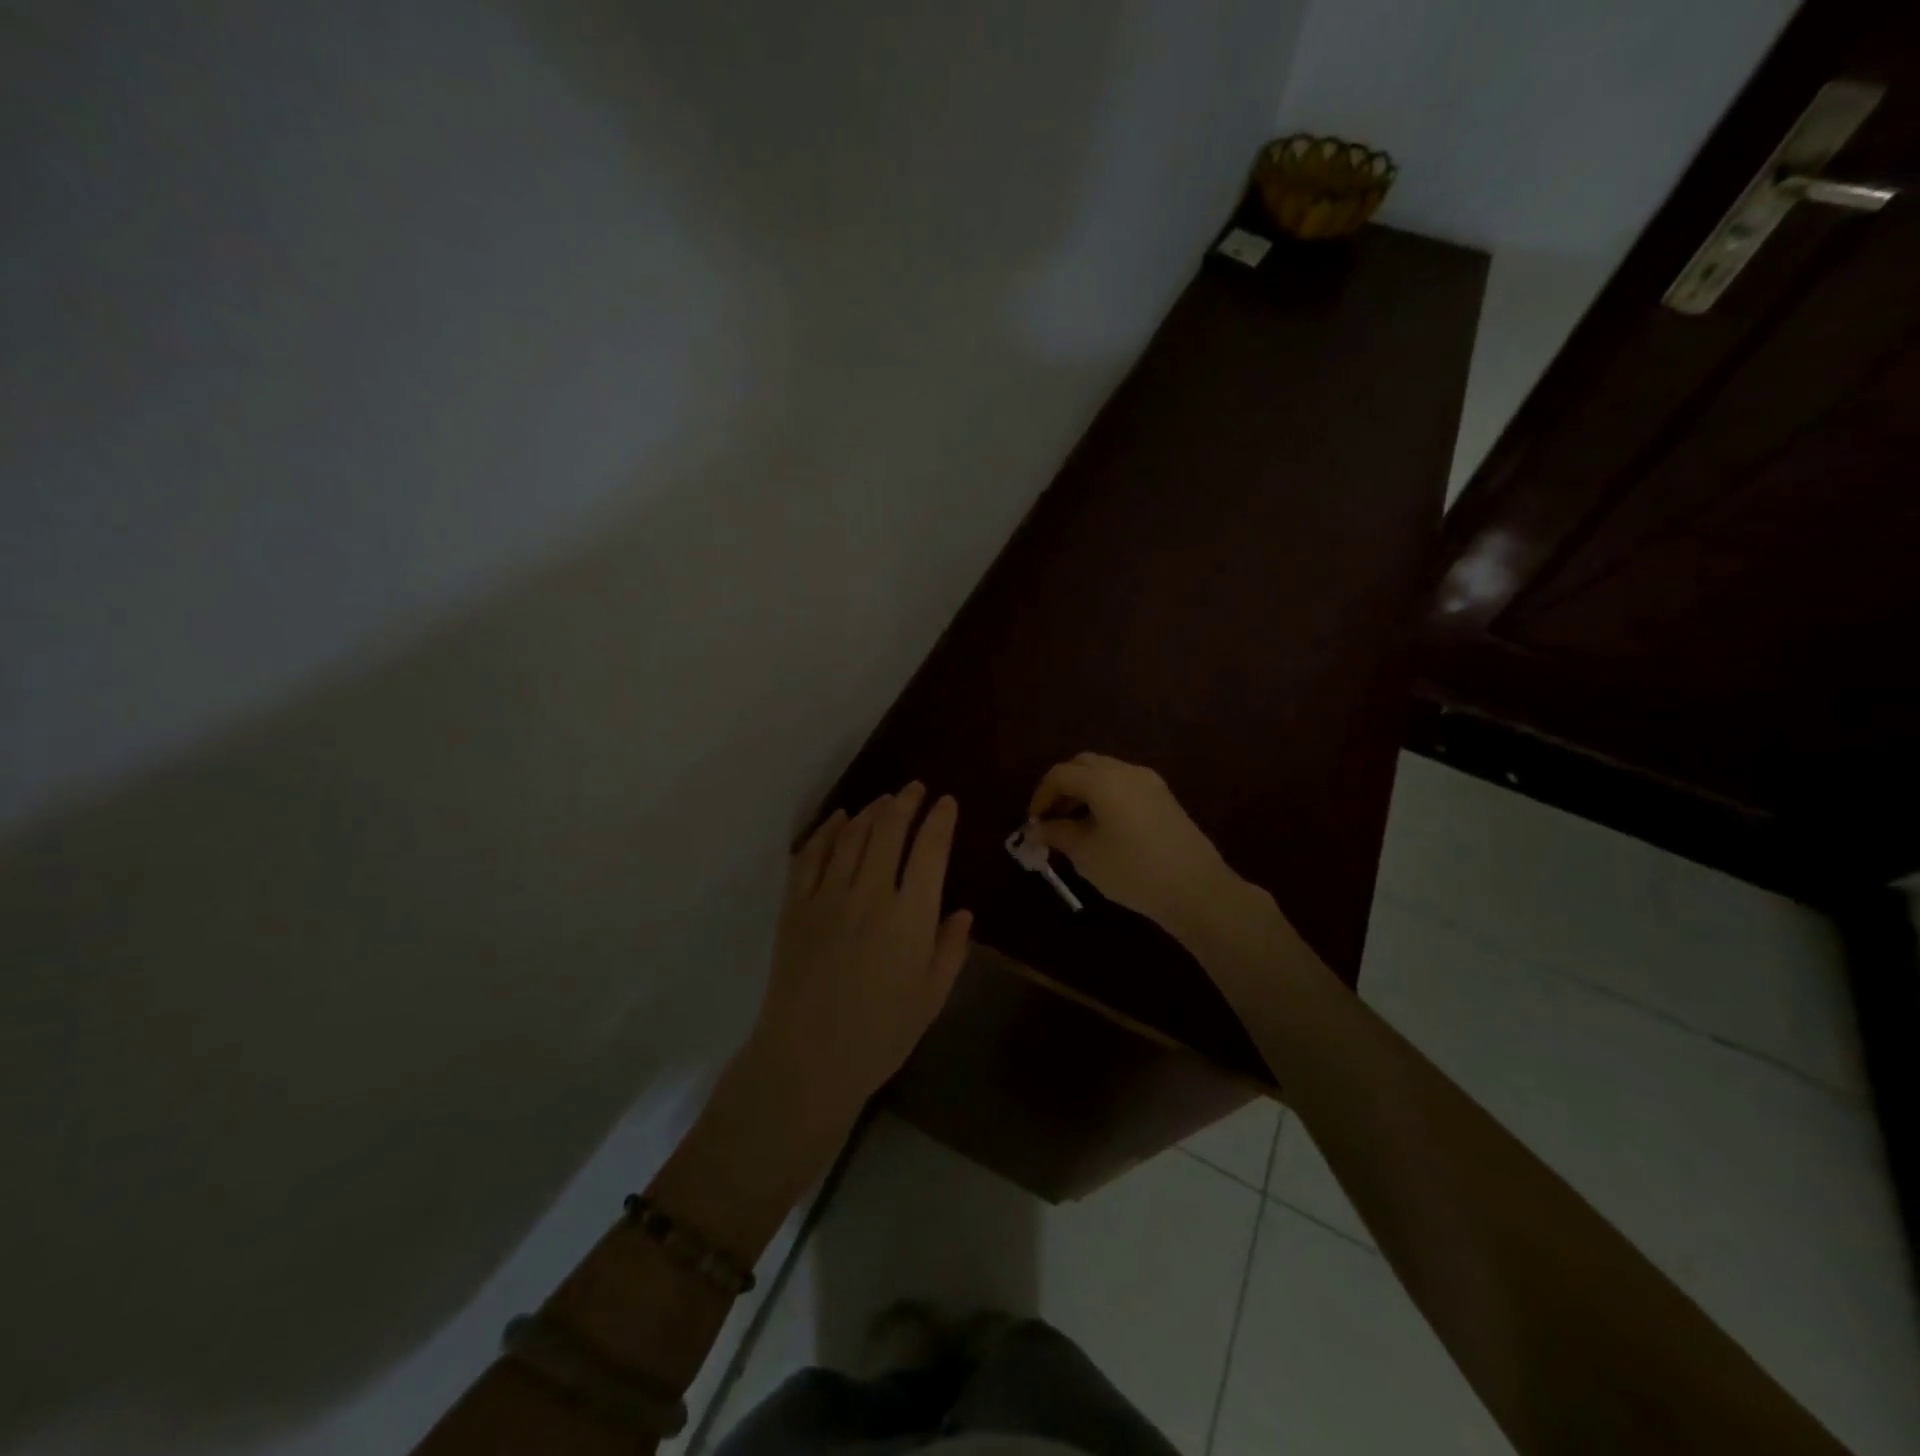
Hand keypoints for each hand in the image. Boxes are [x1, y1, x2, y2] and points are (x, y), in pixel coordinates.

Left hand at [744, 784, 971, 1141]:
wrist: (807, 1060)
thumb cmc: (880, 1034)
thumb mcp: (932, 997)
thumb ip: (951, 949)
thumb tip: (963, 912)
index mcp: (910, 916)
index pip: (929, 849)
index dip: (940, 819)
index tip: (946, 802)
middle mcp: (870, 893)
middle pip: (888, 830)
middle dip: (906, 801)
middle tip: (915, 788)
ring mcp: (827, 895)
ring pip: (851, 835)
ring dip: (871, 810)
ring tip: (885, 800)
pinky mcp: (795, 905)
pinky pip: (811, 855)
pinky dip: (827, 830)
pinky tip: (839, 820)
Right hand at [1026, 754, 1241, 935]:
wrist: (1197, 889)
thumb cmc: (1133, 870)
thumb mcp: (1086, 854)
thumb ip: (1057, 834)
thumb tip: (1035, 829)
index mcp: (1103, 780)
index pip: (1060, 774)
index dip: (1041, 796)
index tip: (1033, 823)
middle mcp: (1126, 771)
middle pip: (1083, 765)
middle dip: (1062, 787)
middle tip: (1052, 818)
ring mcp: (1149, 782)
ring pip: (1105, 773)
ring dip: (1084, 791)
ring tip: (1075, 826)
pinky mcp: (1163, 797)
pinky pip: (1124, 785)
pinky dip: (1105, 796)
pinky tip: (1103, 827)